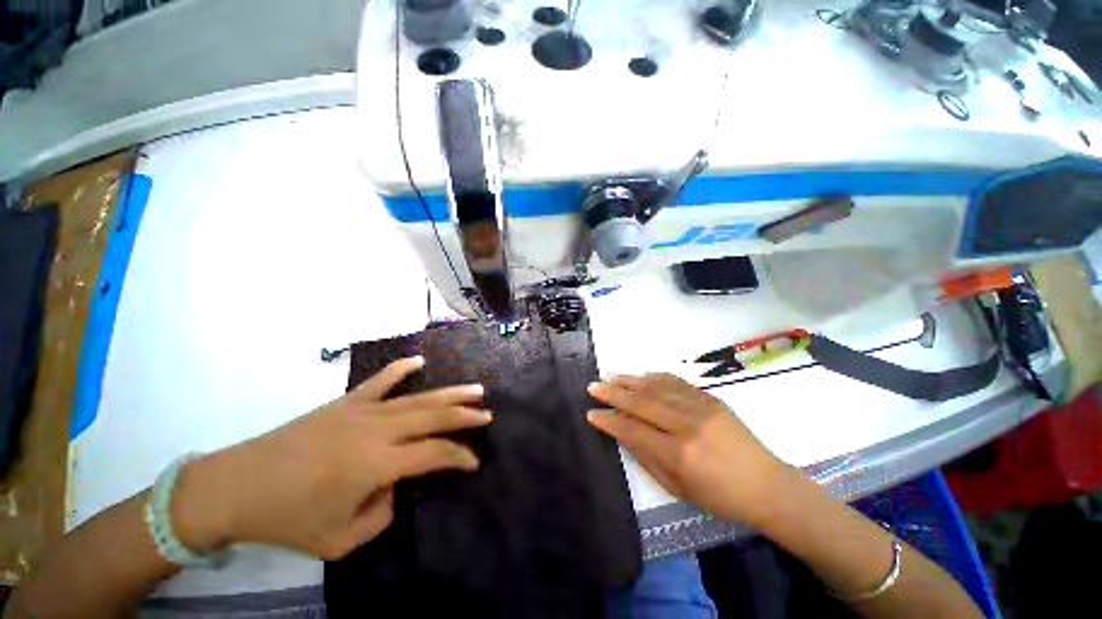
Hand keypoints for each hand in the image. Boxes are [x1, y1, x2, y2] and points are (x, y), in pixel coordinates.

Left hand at [172, 356, 490, 559]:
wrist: (237, 487)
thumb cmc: (289, 519)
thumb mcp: (341, 540)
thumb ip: (382, 515)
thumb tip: (395, 485)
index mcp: (378, 463)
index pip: (434, 453)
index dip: (459, 456)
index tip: (474, 462)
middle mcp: (378, 430)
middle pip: (434, 416)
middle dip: (465, 415)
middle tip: (488, 413)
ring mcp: (363, 411)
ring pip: (417, 397)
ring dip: (449, 393)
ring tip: (475, 389)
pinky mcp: (346, 402)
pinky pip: (380, 381)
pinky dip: (401, 369)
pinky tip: (419, 361)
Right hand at [587, 373, 788, 526]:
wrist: (767, 485)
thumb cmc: (720, 497)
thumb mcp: (678, 487)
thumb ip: (647, 457)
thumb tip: (623, 433)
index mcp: (679, 454)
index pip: (634, 430)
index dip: (610, 421)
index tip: (591, 412)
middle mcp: (688, 425)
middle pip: (642, 403)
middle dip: (613, 393)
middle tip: (593, 386)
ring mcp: (701, 407)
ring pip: (656, 387)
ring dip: (630, 380)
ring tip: (610, 375)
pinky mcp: (711, 398)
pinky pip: (677, 382)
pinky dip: (655, 377)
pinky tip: (641, 375)